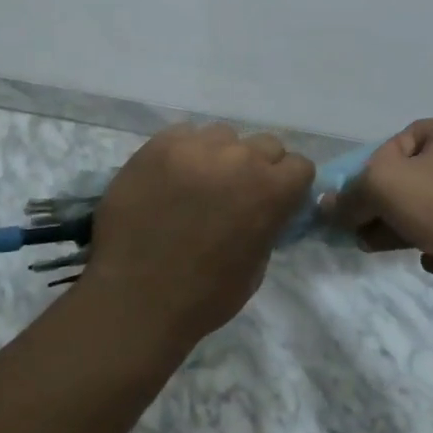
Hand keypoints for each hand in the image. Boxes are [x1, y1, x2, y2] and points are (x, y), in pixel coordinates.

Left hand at [79, 123, 313, 348]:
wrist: (134, 298)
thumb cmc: (202, 297)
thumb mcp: (255, 268)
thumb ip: (267, 225)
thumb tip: (266, 209)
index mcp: (269, 190)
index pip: (299, 165)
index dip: (289, 184)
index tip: (274, 199)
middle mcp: (238, 158)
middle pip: (264, 144)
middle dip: (258, 166)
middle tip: (236, 192)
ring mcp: (196, 147)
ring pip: (223, 135)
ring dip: (220, 155)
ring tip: (199, 182)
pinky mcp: (160, 144)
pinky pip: (184, 134)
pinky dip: (184, 152)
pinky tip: (170, 178)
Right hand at [321, 119, 432, 313]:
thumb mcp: (382, 185)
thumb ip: (350, 194)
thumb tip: (326, 206)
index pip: (398, 140)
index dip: (374, 164)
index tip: (361, 191)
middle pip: (408, 179)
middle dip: (378, 203)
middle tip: (355, 226)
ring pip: (422, 210)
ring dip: (394, 227)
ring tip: (369, 245)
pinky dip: (428, 245)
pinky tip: (426, 257)